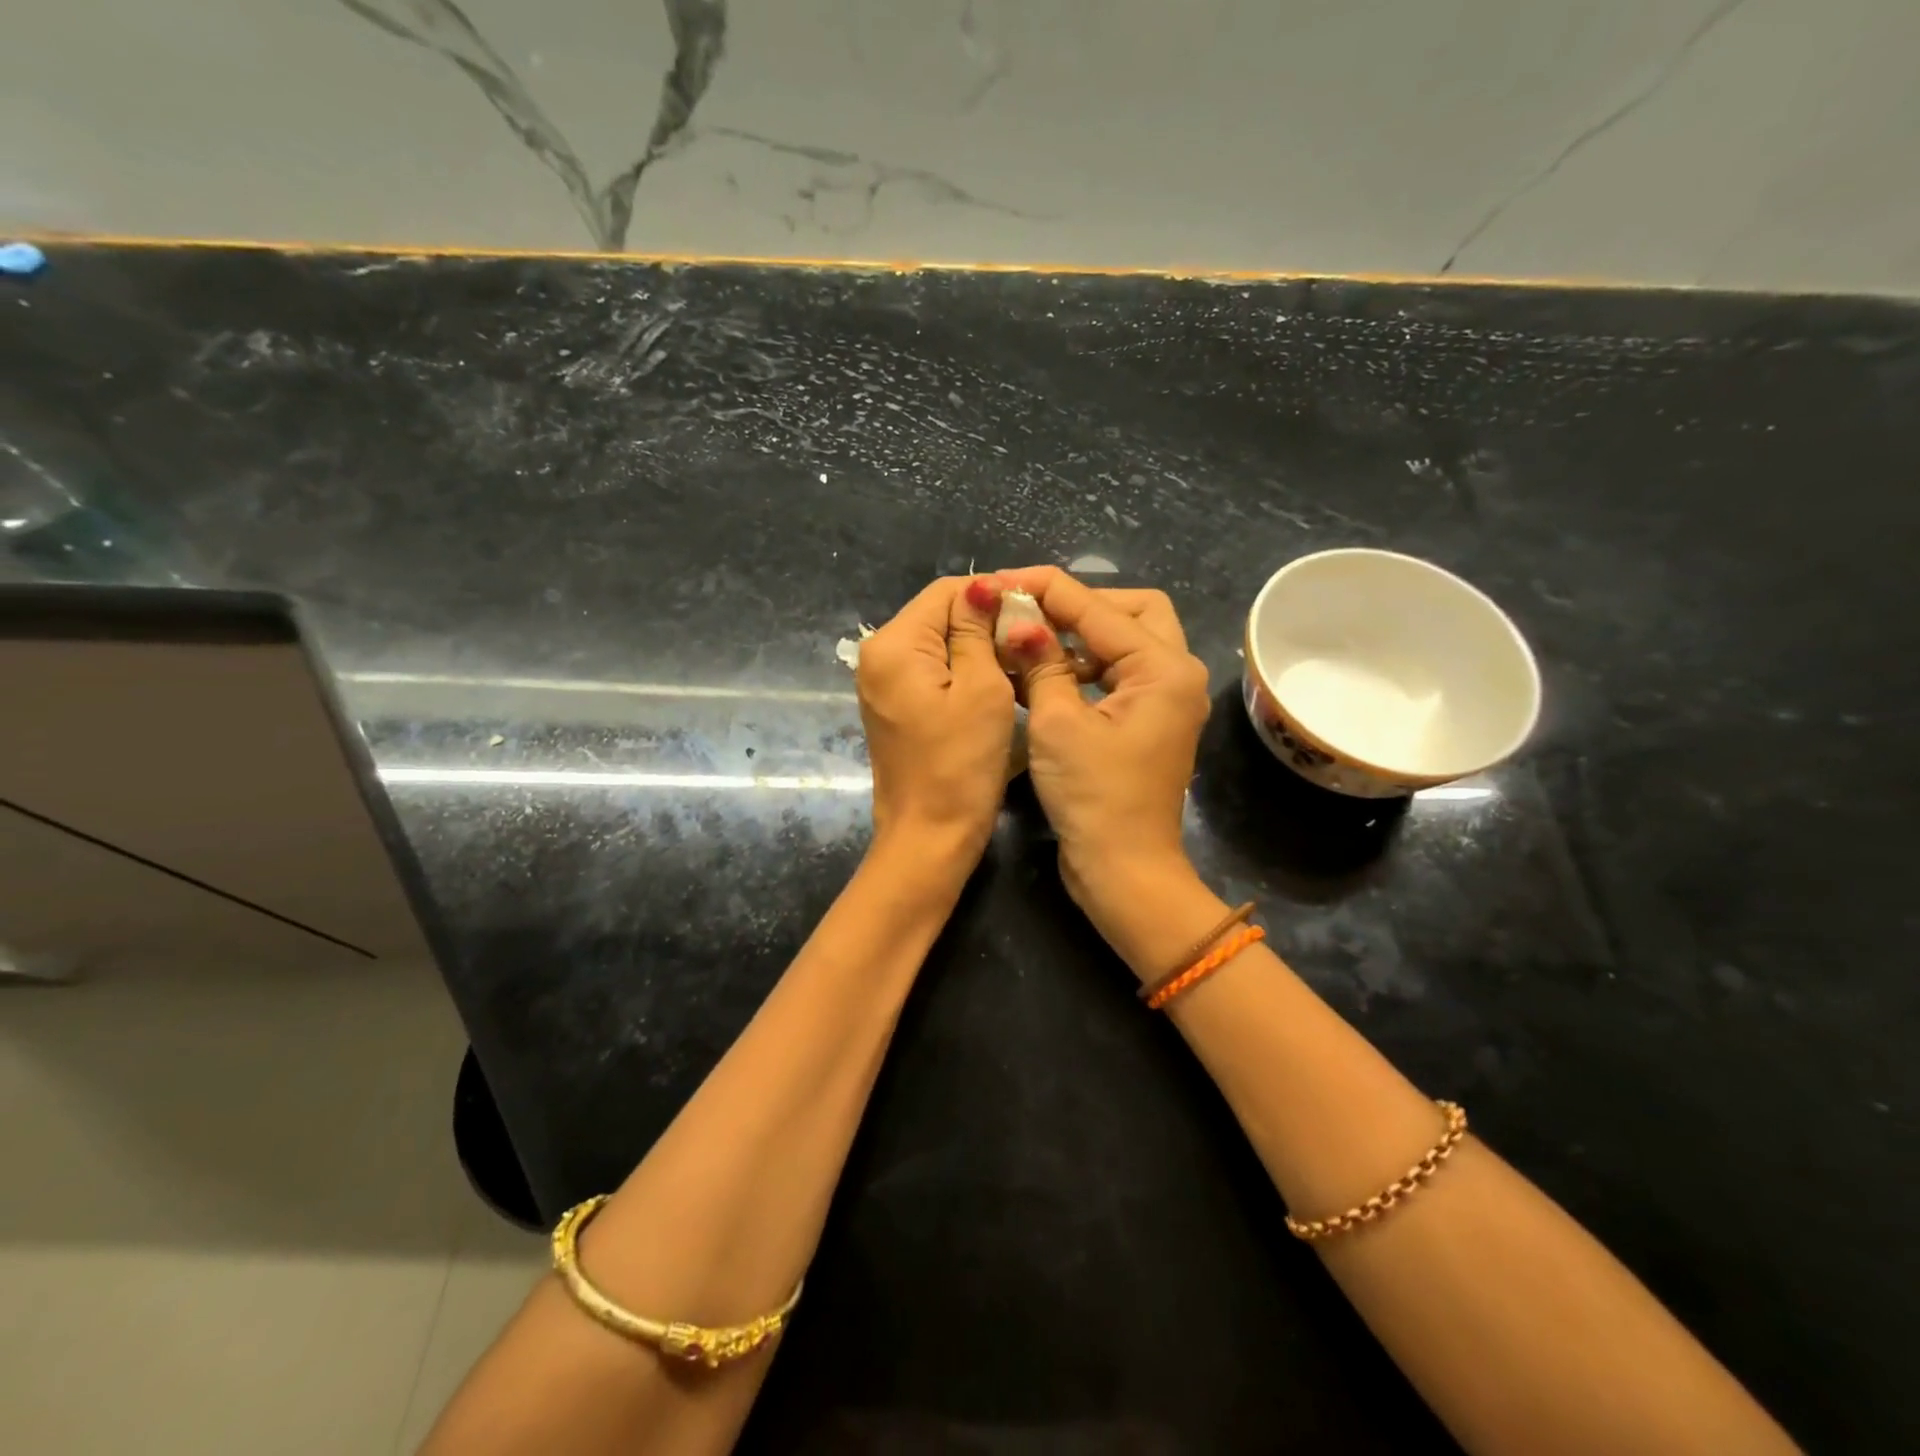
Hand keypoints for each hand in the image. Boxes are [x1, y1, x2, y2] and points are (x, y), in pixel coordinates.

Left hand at [856, 576, 1015, 878]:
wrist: (928, 837)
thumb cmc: (961, 764)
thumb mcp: (982, 689)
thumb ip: (978, 631)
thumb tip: (982, 586)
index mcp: (894, 644)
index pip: (946, 591)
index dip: (993, 595)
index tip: (1035, 615)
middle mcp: (877, 655)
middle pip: (939, 615)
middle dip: (986, 623)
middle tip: (1032, 645)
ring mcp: (882, 683)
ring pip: (938, 644)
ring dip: (978, 649)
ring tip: (1020, 666)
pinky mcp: (894, 705)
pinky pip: (931, 671)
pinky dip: (963, 672)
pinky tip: (995, 687)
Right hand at [987, 567, 1210, 911]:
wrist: (1123, 870)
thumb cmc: (1093, 797)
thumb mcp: (1058, 724)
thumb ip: (1040, 664)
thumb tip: (1018, 621)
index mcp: (1164, 669)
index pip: (1099, 608)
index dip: (1047, 589)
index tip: (1001, 579)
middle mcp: (1175, 675)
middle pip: (1131, 612)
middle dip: (1079, 606)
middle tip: (1030, 613)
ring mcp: (1164, 700)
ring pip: (1123, 643)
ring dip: (1078, 637)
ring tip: (1027, 639)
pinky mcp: (1147, 722)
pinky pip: (1116, 674)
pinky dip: (1082, 667)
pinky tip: (1043, 673)